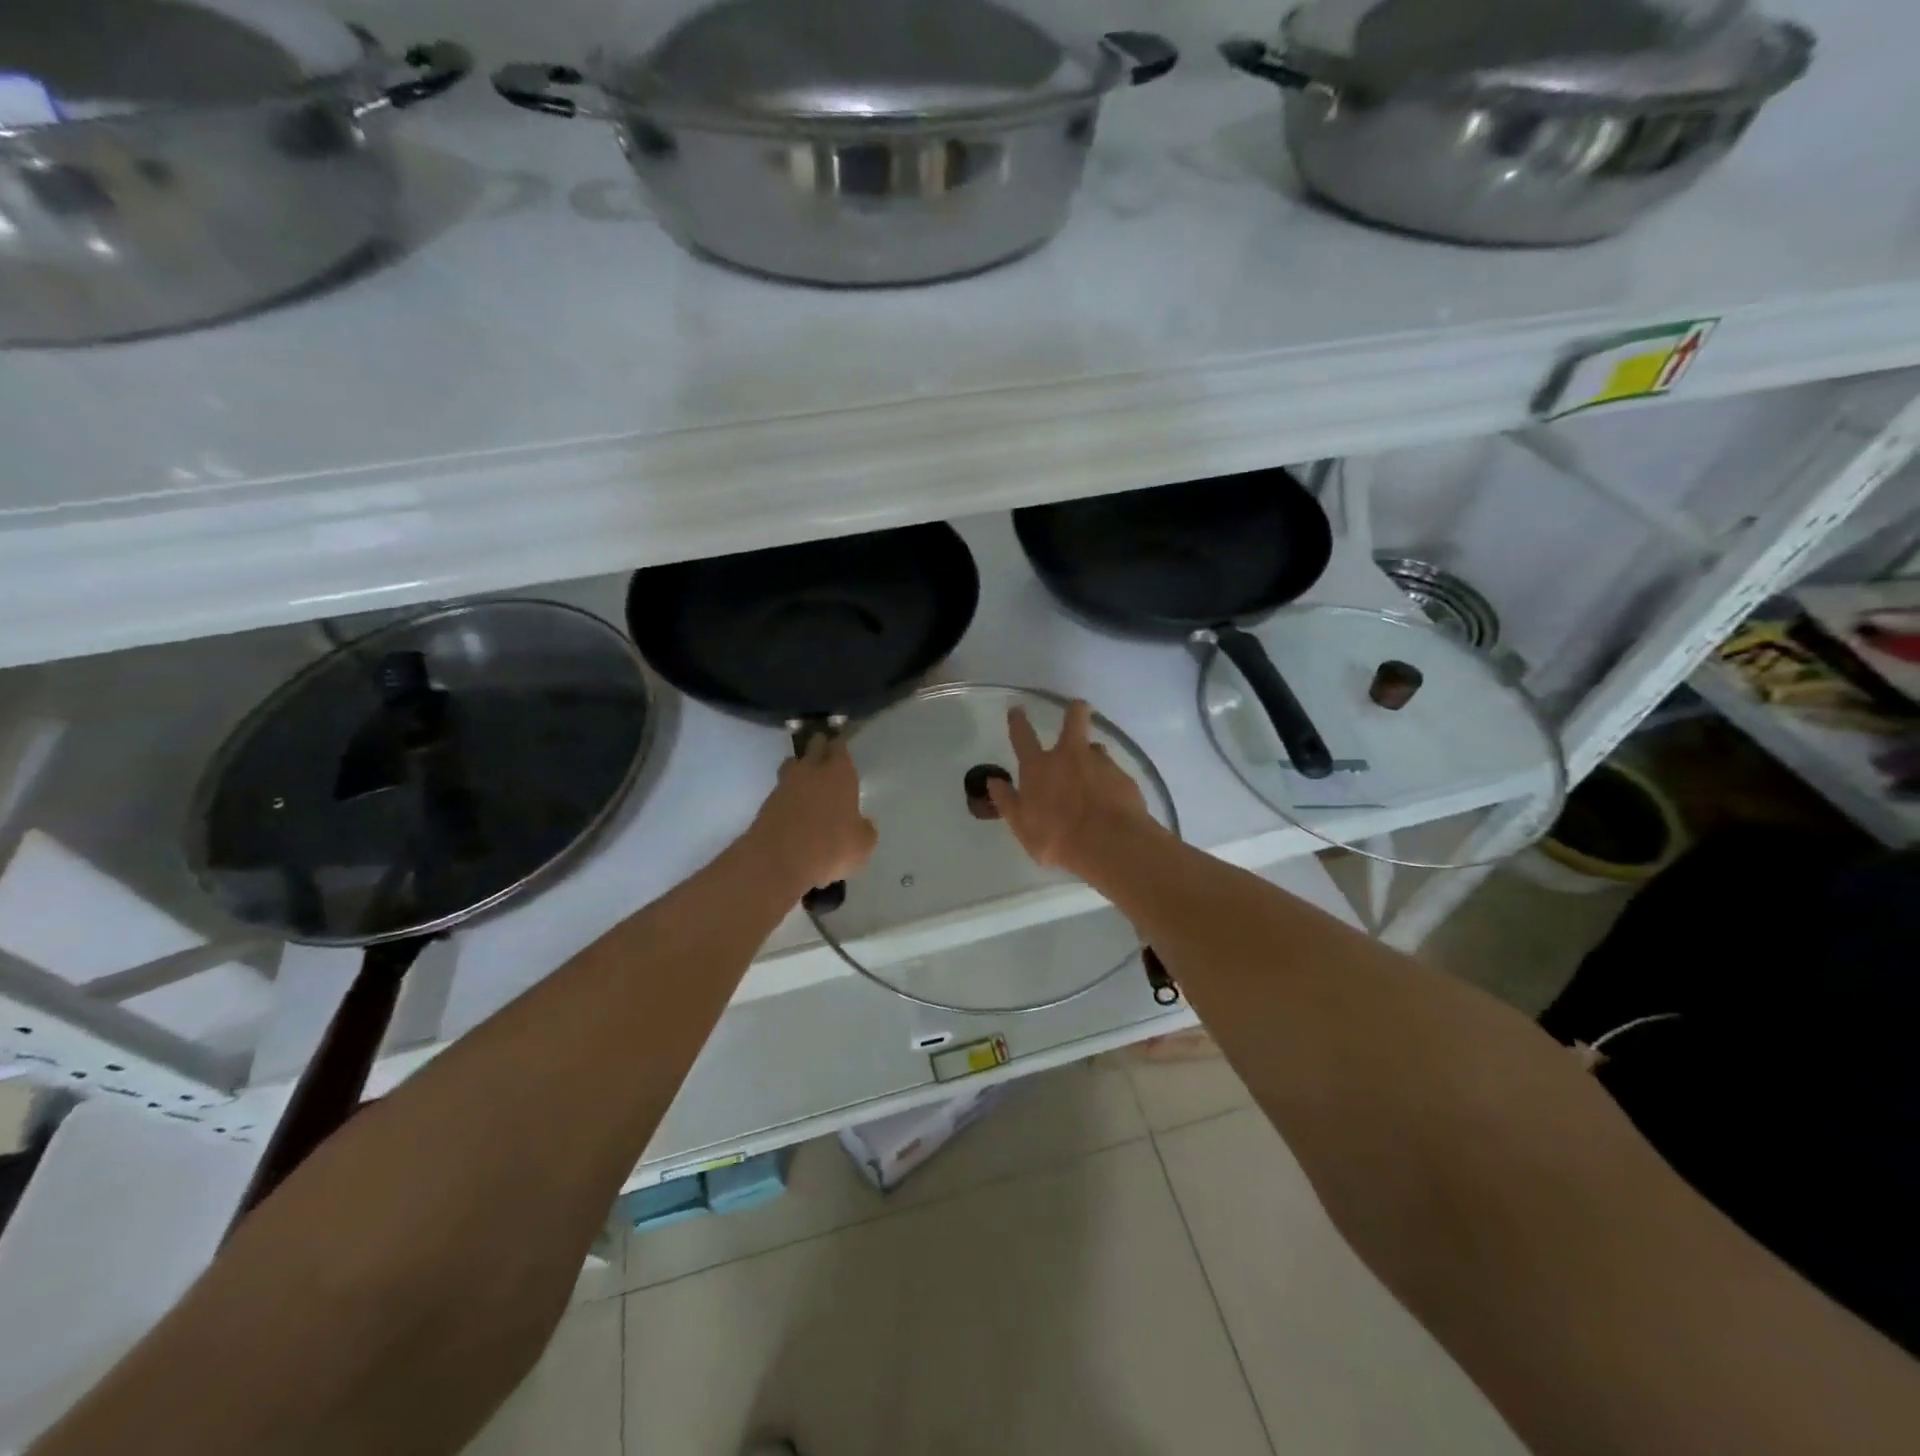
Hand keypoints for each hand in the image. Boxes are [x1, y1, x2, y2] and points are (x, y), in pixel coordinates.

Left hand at [749, 734, 877, 894]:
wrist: (778, 861)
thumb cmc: (830, 848)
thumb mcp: (862, 846)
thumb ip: (864, 830)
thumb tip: (863, 824)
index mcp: (840, 773)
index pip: (839, 747)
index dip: (840, 746)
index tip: (841, 746)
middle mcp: (812, 770)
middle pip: (814, 746)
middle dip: (820, 747)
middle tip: (825, 755)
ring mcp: (785, 784)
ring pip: (793, 763)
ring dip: (800, 767)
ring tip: (806, 780)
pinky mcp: (766, 801)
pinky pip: (781, 788)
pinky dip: (788, 793)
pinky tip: (794, 808)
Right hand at [987, 702, 1153, 878]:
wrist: (1109, 844)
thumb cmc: (1056, 838)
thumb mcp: (1021, 825)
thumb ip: (1007, 801)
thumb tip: (993, 781)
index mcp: (1039, 767)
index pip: (1023, 736)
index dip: (1018, 721)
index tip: (1017, 710)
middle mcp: (1069, 756)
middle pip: (1074, 718)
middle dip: (1075, 711)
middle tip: (1077, 710)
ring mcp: (1100, 763)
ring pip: (1096, 748)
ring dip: (1092, 757)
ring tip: (1093, 778)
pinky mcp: (1124, 777)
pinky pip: (1113, 773)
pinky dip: (1109, 782)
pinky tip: (1110, 801)